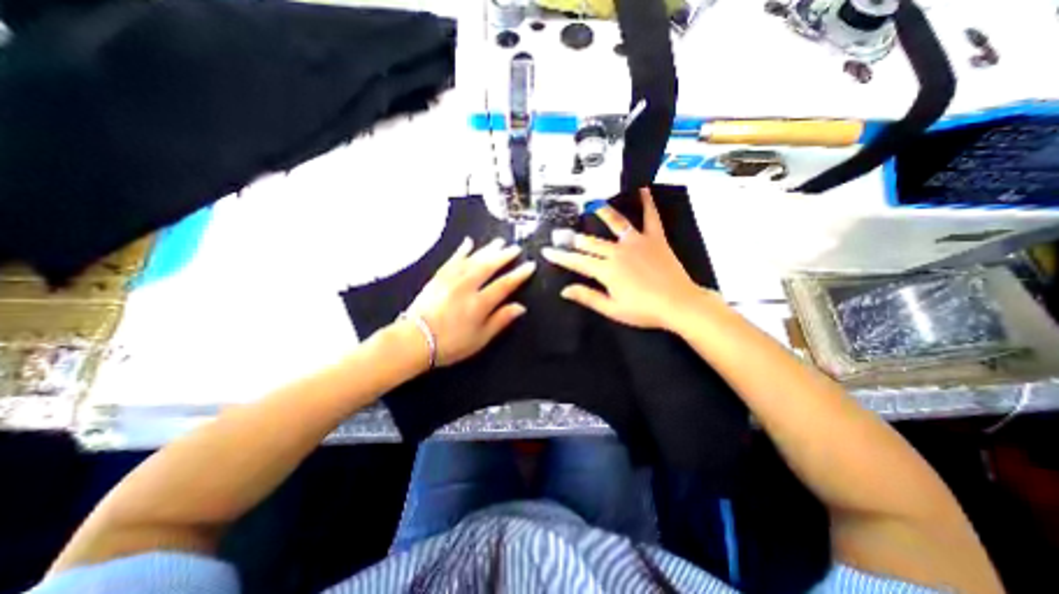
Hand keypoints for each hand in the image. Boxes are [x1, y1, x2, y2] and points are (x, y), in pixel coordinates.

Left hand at [407, 237, 539, 365]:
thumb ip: (501, 320)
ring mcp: (451, 279)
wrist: (414, 340)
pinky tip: (469, 242)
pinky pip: (453, 259)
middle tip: (516, 248)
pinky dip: (462, 250)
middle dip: (504, 256)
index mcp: (479, 303)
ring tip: (499, 242)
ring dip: (487, 249)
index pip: (504, 285)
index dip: (519, 275)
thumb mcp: (480, 338)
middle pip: (489, 266)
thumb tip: (520, 307)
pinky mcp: (438, 277)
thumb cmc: (451, 344)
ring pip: (473, 259)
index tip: (530, 265)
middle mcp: (467, 286)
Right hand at [546, 187, 699, 332]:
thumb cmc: (644, 310)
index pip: (577, 261)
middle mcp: (617, 251)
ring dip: (603, 213)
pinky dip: (647, 203)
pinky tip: (643, 189)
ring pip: (615, 224)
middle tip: (562, 233)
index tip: (547, 251)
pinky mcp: (655, 239)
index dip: (560, 256)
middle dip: (574, 239)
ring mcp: (636, 242)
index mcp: (606, 270)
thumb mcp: (612, 309)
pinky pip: (650, 217)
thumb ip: (587, 297)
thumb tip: (565, 290)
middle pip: (591, 243)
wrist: (679, 304)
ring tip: (593, 204)